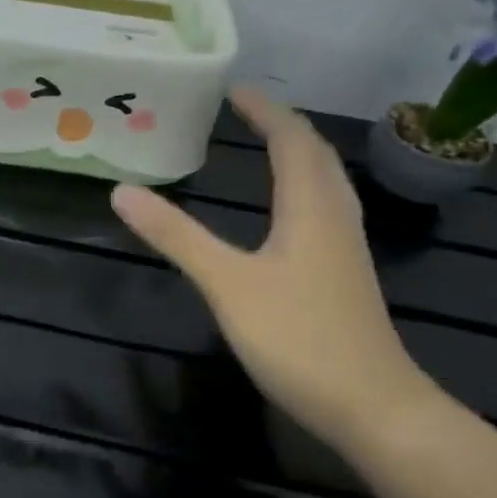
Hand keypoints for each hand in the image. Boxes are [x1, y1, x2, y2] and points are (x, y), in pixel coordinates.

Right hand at [111, 87, 434, 453]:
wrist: (374, 408)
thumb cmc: (299, 338)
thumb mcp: (226, 283)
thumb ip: (176, 236)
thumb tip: (122, 191)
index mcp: (310, 209)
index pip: (292, 141)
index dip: (265, 112)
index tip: (234, 89)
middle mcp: (334, 218)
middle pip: (316, 156)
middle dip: (283, 125)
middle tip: (245, 110)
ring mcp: (345, 249)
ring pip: (326, 182)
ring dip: (298, 153)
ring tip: (266, 143)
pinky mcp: (344, 275)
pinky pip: (325, 208)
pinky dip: (302, 186)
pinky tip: (286, 209)